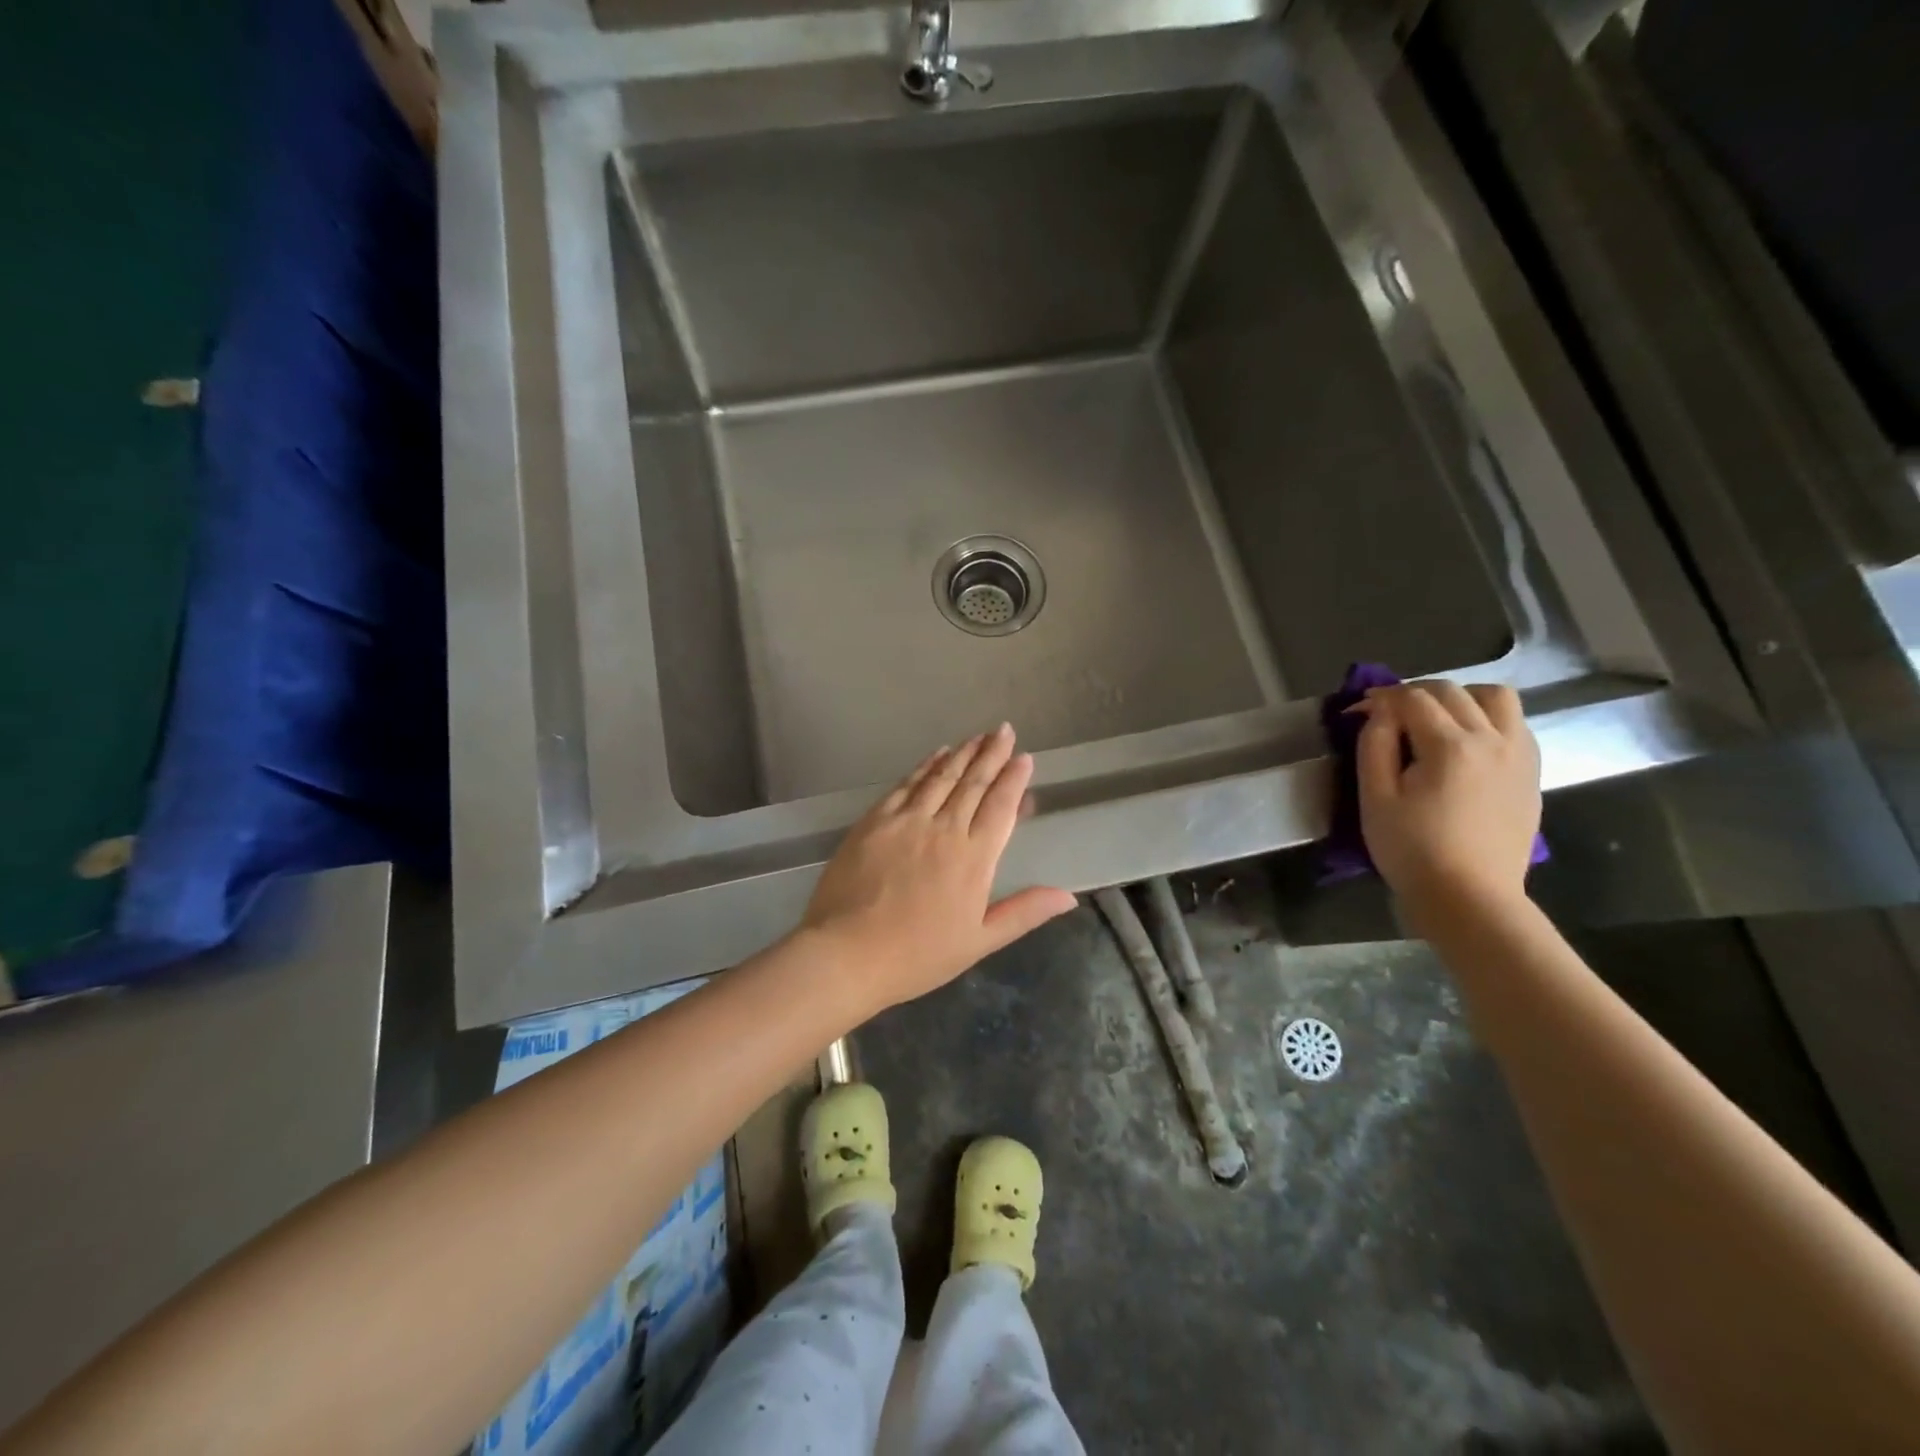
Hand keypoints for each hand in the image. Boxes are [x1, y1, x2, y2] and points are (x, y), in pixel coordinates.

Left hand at [799, 724, 1076, 1014]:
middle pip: (973, 783)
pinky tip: (936, 755)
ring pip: (941, 777)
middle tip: (1003, 730)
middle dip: (991, 754)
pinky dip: (925, 766)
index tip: (1024, 756)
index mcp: (974, 858)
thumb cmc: (918, 955)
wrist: (847, 953)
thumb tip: (1069, 896)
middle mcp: (944, 829)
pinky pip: (906, 785)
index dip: (1014, 779)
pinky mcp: (875, 820)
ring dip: (962, 753)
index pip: (1000, 807)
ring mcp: (906, 821)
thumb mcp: (979, 941)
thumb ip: (1024, 912)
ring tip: (978, 736)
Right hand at [1354, 682, 1540, 915]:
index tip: (1357, 710)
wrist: (1470, 898)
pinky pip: (1515, 724)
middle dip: (1414, 692)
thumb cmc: (1412, 850)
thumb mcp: (1375, 799)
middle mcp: (1492, 740)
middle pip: (1453, 691)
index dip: (1380, 698)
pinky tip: (1465, 741)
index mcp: (1450, 746)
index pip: (1412, 699)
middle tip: (1387, 712)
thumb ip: (1374, 746)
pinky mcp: (1530, 773)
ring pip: (1496, 698)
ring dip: (1461, 697)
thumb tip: (1380, 712)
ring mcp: (1519, 755)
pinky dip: (1487, 718)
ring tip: (1436, 718)